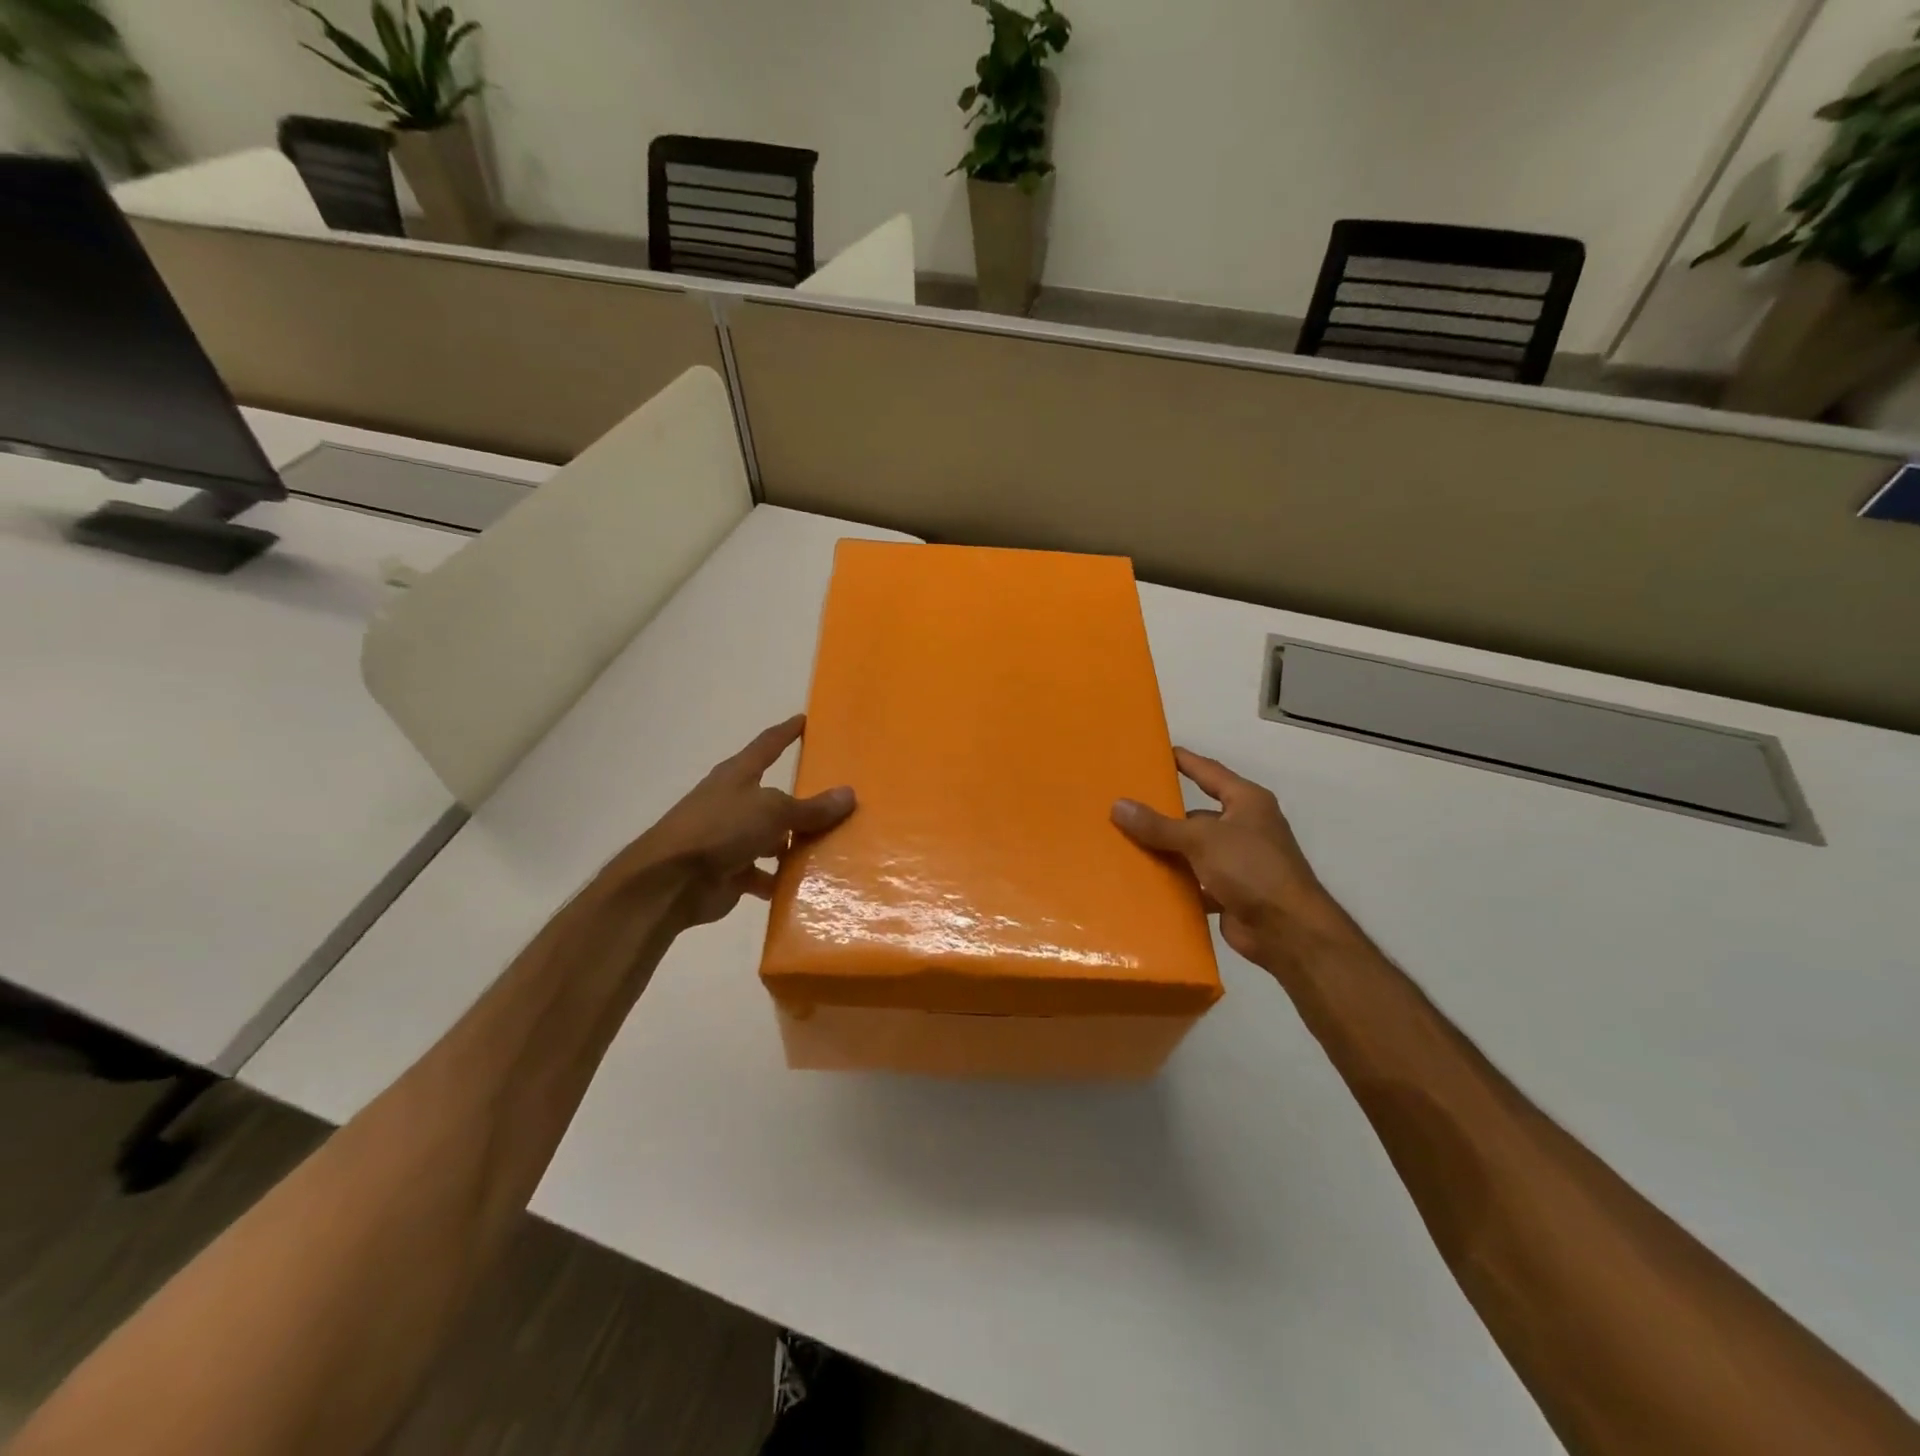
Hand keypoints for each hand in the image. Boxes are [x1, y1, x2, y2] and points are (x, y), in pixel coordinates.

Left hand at [629, 715, 854, 928]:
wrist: (670, 882)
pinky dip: (780, 880)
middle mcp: (734, 803)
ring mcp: (730, 839)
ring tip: (832, 850)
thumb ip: (811, 808)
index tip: (805, 720)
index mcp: (738, 775)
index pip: (767, 745)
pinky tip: (806, 886)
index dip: (786, 732)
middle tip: (839, 804)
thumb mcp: (773, 811)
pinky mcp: (729, 873)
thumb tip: (849, 794)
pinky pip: (763, 874)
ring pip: (772, 839)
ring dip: (794, 846)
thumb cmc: (721, 829)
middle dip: (802, 803)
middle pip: (775, 798)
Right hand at [1112, 748, 1345, 975]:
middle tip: (1126, 806)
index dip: (1184, 761)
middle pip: (1197, 815)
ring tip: (1124, 844)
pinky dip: (1175, 883)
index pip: (1209, 772)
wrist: (1288, 931)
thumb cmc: (1251, 869)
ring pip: (1194, 850)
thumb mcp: (1201, 839)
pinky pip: (1195, 881)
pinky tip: (1145, 882)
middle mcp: (1245, 827)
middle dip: (1164, 814)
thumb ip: (1159, 825)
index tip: (1156, 753)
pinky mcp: (1231, 893)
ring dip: (1167, 851)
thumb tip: (1118, 806)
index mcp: (1247, 802)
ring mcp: (1239, 862)